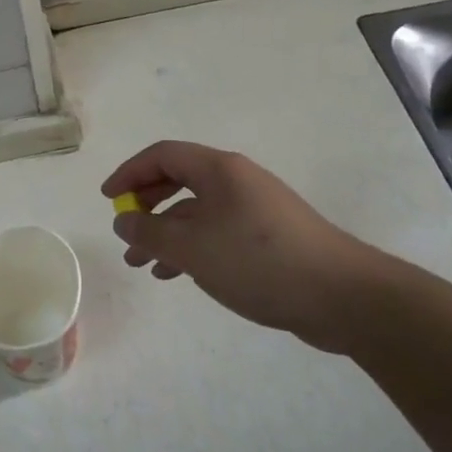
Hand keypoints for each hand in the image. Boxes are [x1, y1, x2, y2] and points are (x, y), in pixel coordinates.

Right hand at [102, 140, 399, 353]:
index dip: (130, 172)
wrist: (342, 296)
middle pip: (179, 179)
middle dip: (147, 204)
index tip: (109, 198)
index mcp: (219, 170)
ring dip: (166, 233)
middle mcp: (237, 181)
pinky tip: (179, 275)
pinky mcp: (269, 238)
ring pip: (197, 211)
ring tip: (144, 265)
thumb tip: (123, 219)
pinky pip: (217, 232)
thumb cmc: (258, 261)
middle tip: (126, 230)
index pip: (163, 155)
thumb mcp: (191, 248)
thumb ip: (149, 231)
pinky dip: (193, 248)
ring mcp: (256, 209)